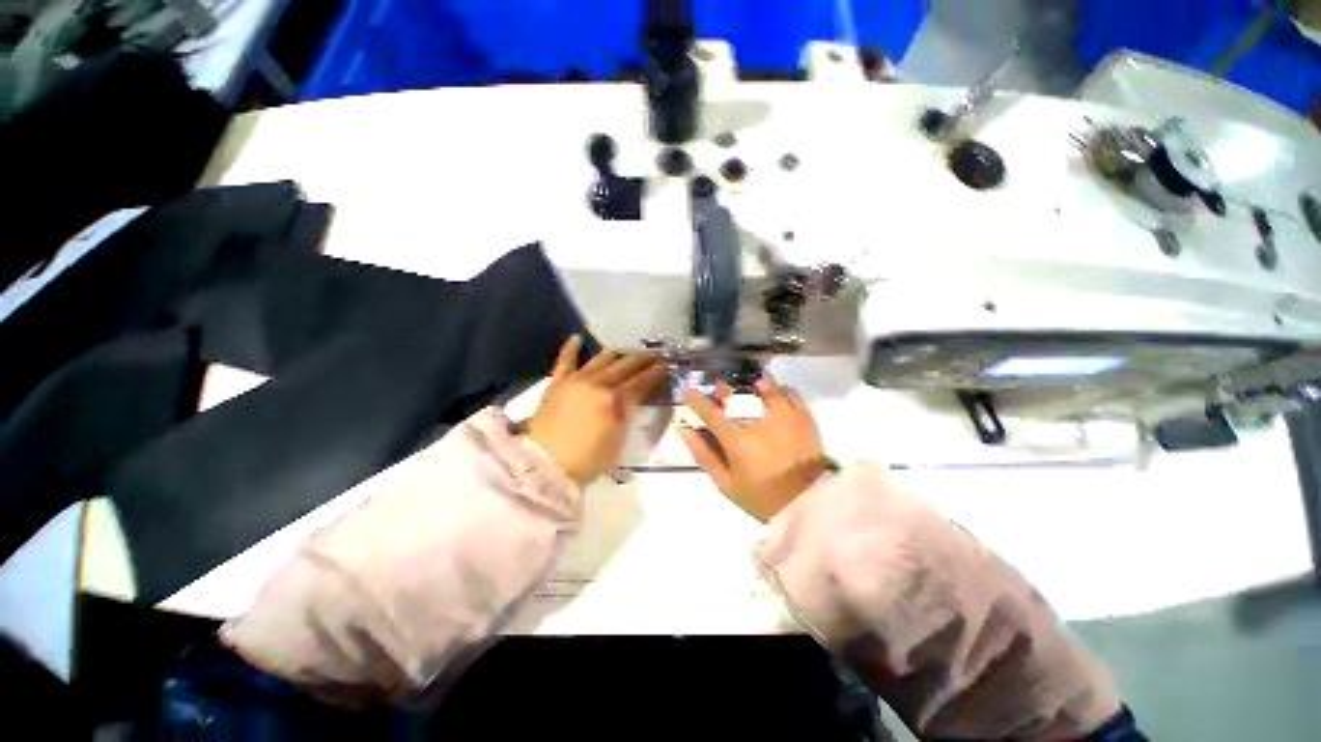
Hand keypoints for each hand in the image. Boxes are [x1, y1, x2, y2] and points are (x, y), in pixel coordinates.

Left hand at [527, 335, 665, 484]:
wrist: (544, 465)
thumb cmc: (587, 459)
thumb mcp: (617, 439)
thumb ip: (627, 413)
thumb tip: (634, 396)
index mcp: (613, 399)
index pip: (640, 382)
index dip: (654, 373)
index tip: (665, 364)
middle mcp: (597, 383)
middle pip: (624, 366)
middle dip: (642, 359)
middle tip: (655, 354)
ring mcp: (575, 380)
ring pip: (600, 359)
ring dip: (616, 353)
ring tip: (626, 350)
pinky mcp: (557, 383)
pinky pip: (564, 361)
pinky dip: (571, 348)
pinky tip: (577, 338)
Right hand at [678, 375, 827, 522]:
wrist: (808, 503)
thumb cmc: (762, 496)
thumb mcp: (725, 483)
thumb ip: (703, 454)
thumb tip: (684, 429)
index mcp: (737, 439)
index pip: (709, 411)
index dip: (694, 399)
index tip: (687, 391)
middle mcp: (758, 420)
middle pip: (733, 392)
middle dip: (721, 390)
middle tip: (719, 396)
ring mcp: (783, 414)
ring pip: (762, 385)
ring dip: (749, 385)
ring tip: (748, 391)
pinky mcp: (803, 415)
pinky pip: (788, 391)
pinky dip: (777, 390)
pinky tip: (773, 397)